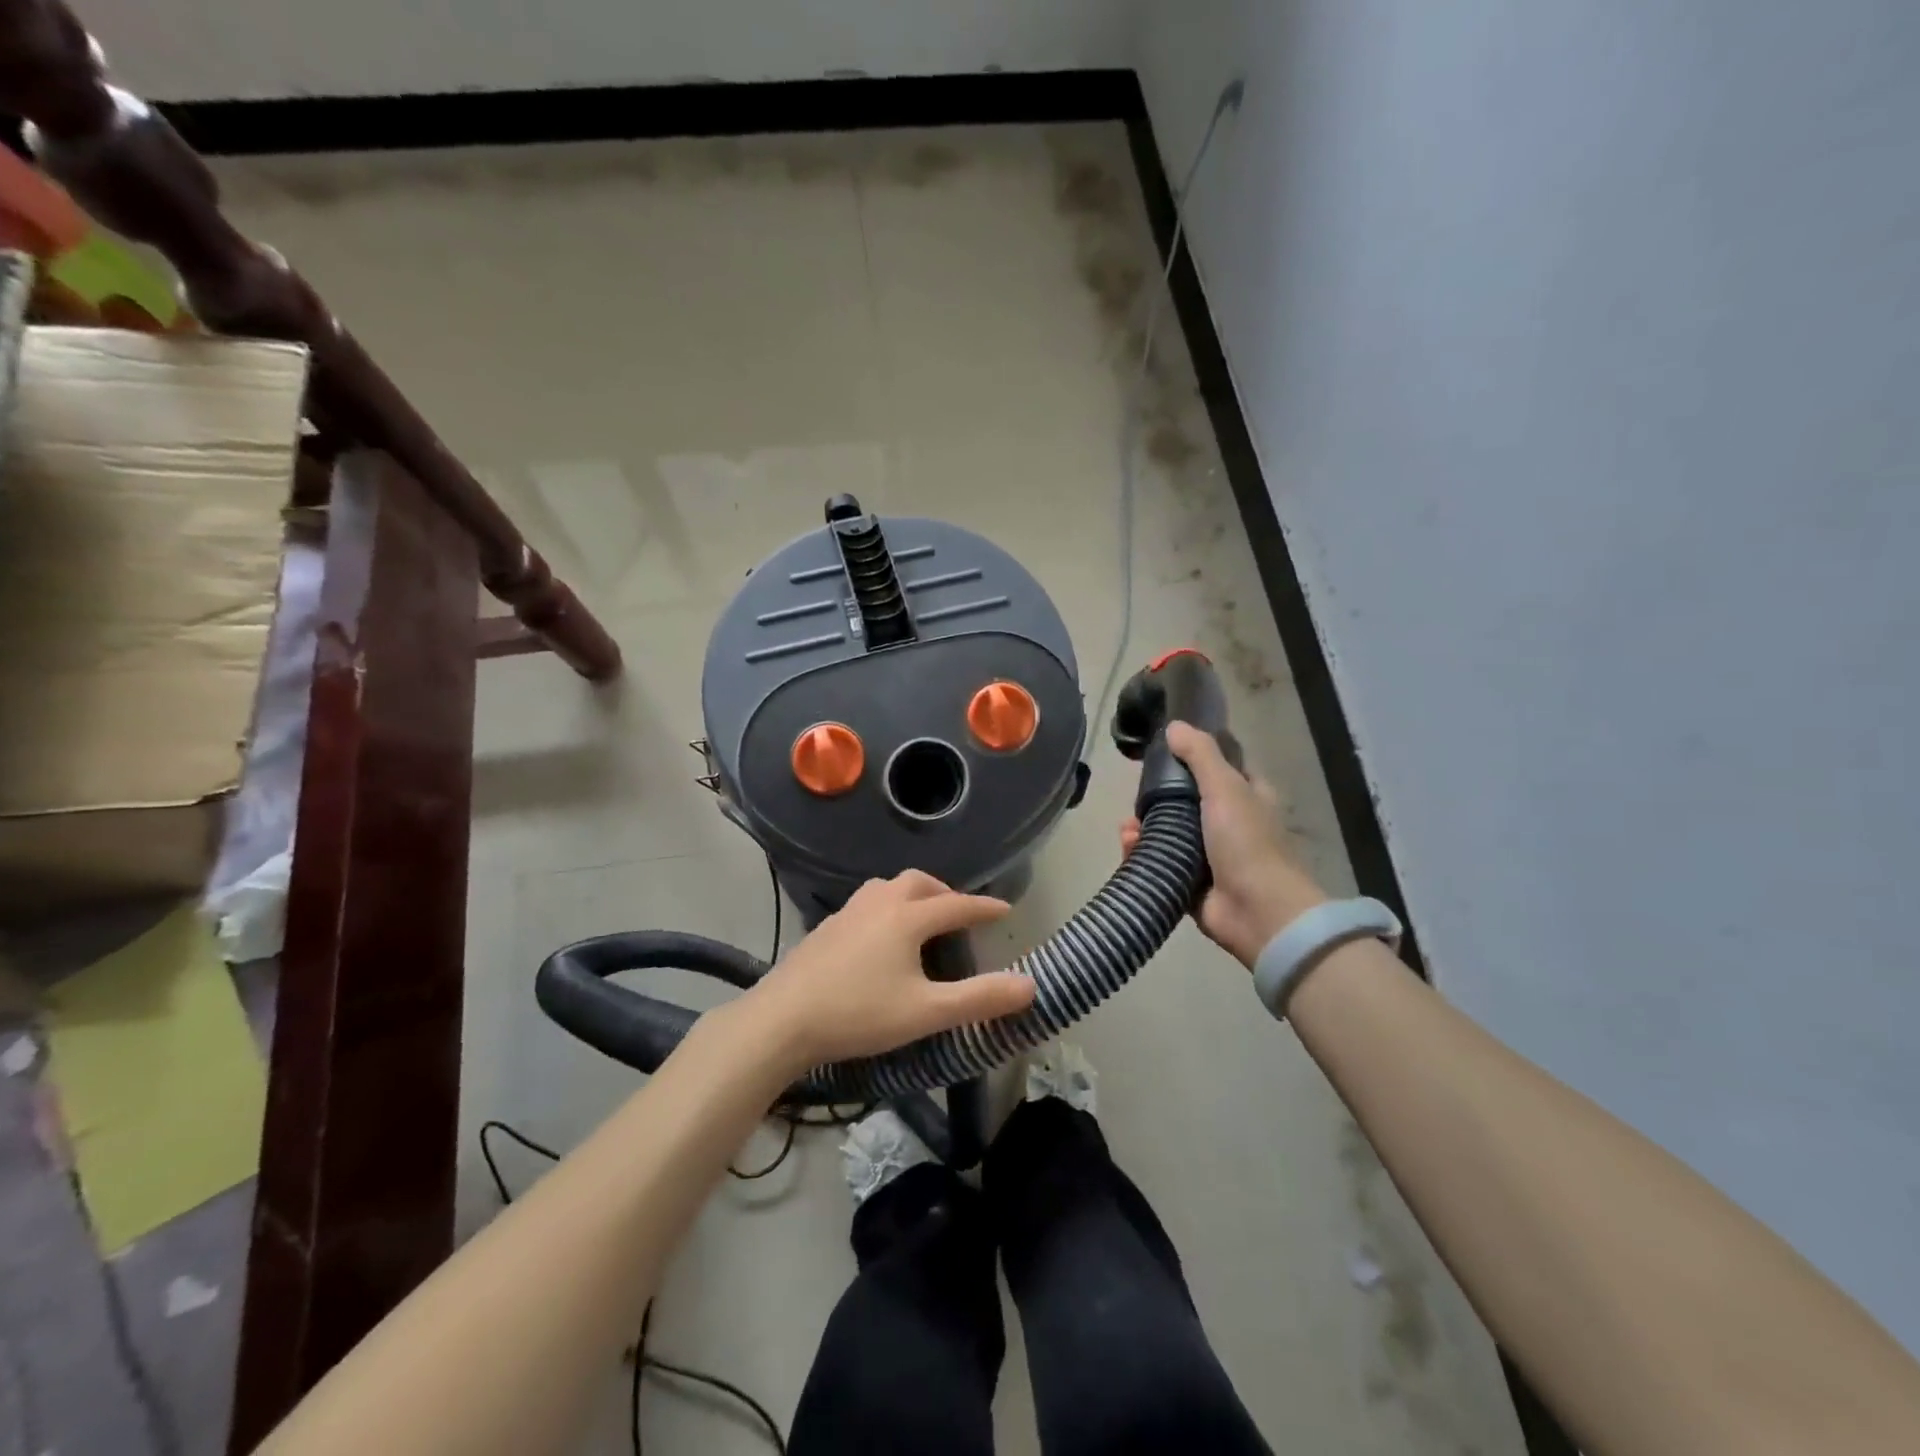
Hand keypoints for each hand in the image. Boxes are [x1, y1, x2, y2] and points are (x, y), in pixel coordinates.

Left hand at [744, 871, 1035, 1070]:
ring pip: (888, 887)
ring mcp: (848, 912)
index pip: (957, 905)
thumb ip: (979, 999)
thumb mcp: (926, 1012)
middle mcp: (879, 903)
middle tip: (960, 914)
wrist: (782, 1019)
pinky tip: (880, 937)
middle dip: (945, 894)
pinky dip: (888, 907)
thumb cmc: (859, 1013)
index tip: (1006, 910)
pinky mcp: (827, 927)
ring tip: (922, 920)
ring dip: (913, 895)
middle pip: (920, 883)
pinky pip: (868, 903)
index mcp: (907, 917)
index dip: (984, 908)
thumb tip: (1029, 985)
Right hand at [1120, 722, 1327, 968]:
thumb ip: (1200, 754)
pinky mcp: (1190, 884)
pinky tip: (1129, 847)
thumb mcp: (1226, 787)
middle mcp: (1230, 825)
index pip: (1219, 769)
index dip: (1193, 759)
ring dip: (1144, 829)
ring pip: (1169, 834)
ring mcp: (1210, 857)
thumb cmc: (1246, 842)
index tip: (1161, 755)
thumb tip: (1173, 726)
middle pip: (1186, 802)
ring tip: (1127, 828)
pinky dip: (1142, 855)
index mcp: (1248, 798)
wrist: (1257, 911)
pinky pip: (1160, 863)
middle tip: (1135, 797)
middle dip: (1157, 799)